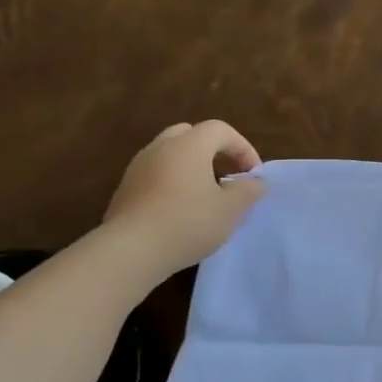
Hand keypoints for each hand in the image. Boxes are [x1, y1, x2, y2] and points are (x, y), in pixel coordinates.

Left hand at [103, 121, 266, 274]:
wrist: (131, 251)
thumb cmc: (188, 223)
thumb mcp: (231, 210)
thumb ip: (248, 190)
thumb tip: (256, 181)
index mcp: (189, 146)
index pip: (220, 129)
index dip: (242, 147)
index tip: (252, 175)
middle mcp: (160, 148)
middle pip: (190, 134)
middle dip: (213, 150)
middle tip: (226, 174)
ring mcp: (138, 167)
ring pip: (169, 153)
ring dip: (191, 166)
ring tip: (205, 194)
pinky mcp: (125, 189)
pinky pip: (155, 173)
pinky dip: (172, 181)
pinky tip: (180, 210)